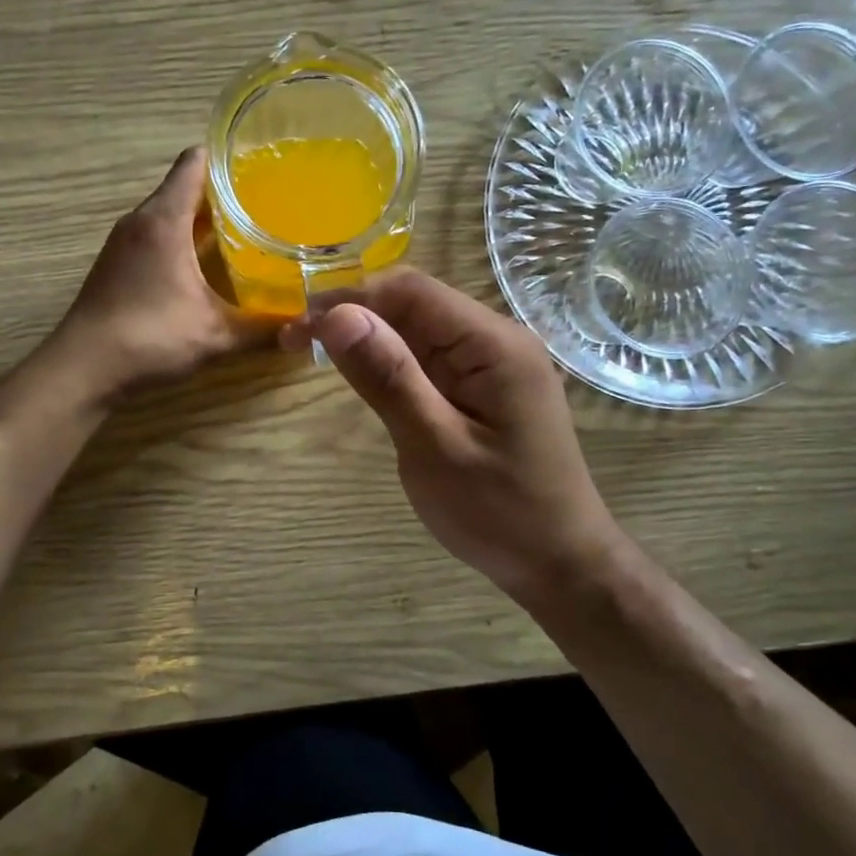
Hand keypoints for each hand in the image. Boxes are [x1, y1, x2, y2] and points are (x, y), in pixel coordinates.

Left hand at [48, 147, 270, 402]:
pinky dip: (183, 239)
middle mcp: (141, 220)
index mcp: (164, 220)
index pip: (195, 162)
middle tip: (269, 202)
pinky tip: (209, 264)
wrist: (84, 369)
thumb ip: (262, 328)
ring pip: (170, 212)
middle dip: (225, 191)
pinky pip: (157, 235)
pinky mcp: (118, 263)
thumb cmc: (150, 338)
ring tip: (247, 229)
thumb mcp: (215, 335)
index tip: (265, 166)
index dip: (229, 157)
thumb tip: (305, 327)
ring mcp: (125, 242)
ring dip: (203, 218)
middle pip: (185, 186)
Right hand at [285, 270, 621, 606]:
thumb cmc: (500, 513)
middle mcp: (497, 340)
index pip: (412, 291)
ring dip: (367, 336)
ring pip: (418, 330)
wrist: (561, 565)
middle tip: (294, 341)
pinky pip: (430, 358)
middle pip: (415, 304)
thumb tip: (336, 314)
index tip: (298, 323)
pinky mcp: (484, 388)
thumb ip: (388, 377)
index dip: (349, 296)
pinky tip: (360, 373)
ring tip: (312, 351)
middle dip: (353, 314)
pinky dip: (390, 361)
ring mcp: (493, 364)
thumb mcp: (434, 447)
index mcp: (495, 344)